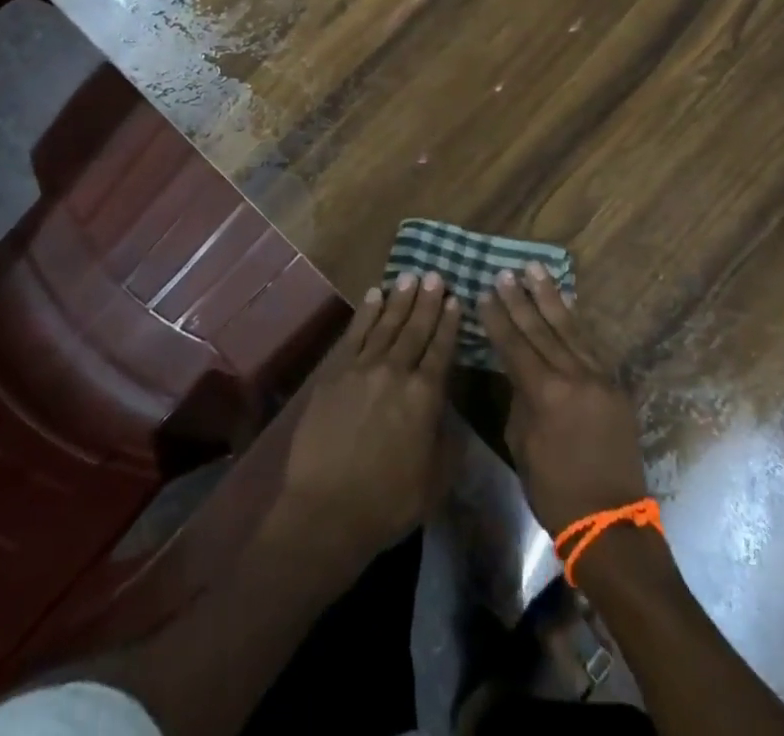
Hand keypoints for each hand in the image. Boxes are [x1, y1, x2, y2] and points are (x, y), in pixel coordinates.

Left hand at [281, 273, 460, 565]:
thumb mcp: (436, 480)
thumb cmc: (389, 502)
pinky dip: (366, 312)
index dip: (449, 323)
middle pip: (415, 329)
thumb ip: (449, 441)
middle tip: (436, 274)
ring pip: (385, 325)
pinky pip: (354, 334)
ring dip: (400, 299)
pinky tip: (374, 295)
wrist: (327, 510)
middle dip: (428, 301)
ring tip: (410, 276)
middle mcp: (395, 372)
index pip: (441, 350)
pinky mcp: (334, 373)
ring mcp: (361, 369)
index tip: (456, 299)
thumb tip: (451, 413)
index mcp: (424, 396)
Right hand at [479, 264, 649, 535]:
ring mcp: (599, 378)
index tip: (485, 292)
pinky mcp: (615, 386)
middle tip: (506, 272)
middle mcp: (573, 377)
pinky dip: (575, 321)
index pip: (515, 345)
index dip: (498, 318)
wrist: (611, 523)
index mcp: (545, 393)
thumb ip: (520, 400)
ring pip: (569, 328)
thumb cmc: (554, 491)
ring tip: (535, 269)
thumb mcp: (522, 445)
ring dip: (550, 297)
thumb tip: (520, 374)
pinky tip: (567, 303)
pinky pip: (591, 345)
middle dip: (520, 299)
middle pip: (541, 329)